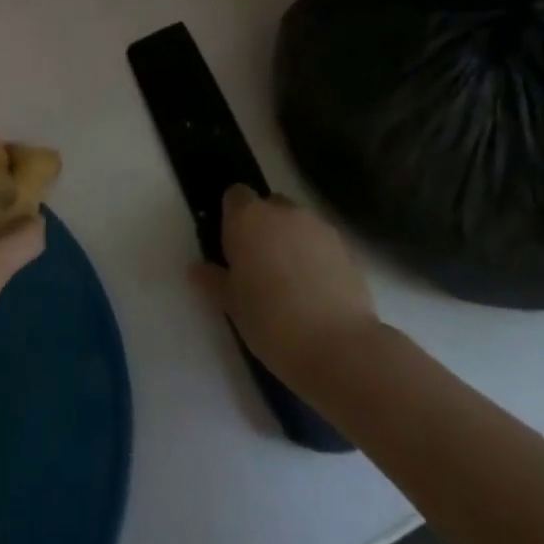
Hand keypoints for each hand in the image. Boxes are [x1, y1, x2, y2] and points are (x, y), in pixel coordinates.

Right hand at [193, 187, 380, 380]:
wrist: (339, 348)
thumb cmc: (271, 320)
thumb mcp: (231, 304)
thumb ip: (213, 279)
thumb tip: (196, 269)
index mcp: (248, 217)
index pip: (235, 195)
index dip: (232, 216)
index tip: (232, 245)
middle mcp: (283, 212)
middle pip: (269, 206)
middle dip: (263, 227)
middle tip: (259, 265)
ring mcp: (319, 228)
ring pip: (297, 224)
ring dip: (291, 241)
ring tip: (291, 282)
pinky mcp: (347, 249)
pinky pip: (322, 243)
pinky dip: (316, 257)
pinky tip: (316, 292)